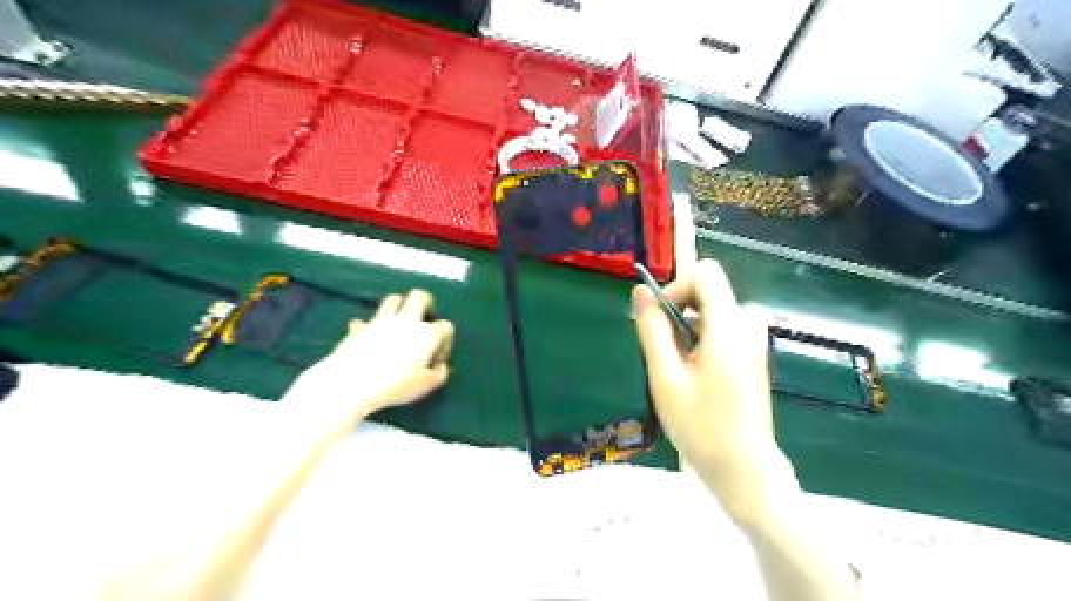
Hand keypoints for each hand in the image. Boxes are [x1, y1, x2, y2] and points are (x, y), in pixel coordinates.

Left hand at [282, 289, 452, 436]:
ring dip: (398, 308)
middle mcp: (406, 321)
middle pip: (419, 296)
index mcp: (427, 334)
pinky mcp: (359, 328)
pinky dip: (367, 327)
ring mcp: (380, 321)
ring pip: (393, 299)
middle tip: (423, 319)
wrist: (352, 382)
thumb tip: (441, 366)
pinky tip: (368, 337)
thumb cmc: (396, 385)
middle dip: (425, 303)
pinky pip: (365, 321)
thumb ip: (439, 374)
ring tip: (398, 325)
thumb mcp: (426, 386)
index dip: (445, 341)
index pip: (445, 326)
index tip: (437, 358)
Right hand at [634, 259, 792, 524]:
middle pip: (707, 291)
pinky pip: (720, 329)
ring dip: (686, 331)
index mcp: (729, 327)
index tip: (658, 320)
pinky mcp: (752, 354)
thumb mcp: (665, 377)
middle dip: (677, 312)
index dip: (676, 286)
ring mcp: (753, 340)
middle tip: (662, 354)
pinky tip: (693, 377)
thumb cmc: (701, 428)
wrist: (744, 470)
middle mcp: (747, 325)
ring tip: (677, 373)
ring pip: (710, 311)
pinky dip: (699, 341)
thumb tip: (640, 292)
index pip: (705, 273)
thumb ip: (652, 330)